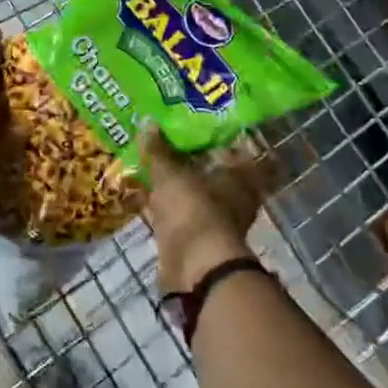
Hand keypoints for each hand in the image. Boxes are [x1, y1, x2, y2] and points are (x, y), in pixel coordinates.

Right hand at [140, 126, 280, 294]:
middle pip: (215, 171)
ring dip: (182, 186)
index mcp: (239, 174)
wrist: (196, 265)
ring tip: (156, 169)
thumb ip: (159, 150)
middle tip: (169, 146)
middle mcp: (236, 195)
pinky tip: (151, 197)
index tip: (197, 128)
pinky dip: (172, 207)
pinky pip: (185, 213)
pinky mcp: (201, 238)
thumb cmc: (192, 208)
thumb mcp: (169, 173)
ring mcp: (220, 219)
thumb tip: (148, 121)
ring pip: (199, 194)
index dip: (217, 138)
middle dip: (194, 161)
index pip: (234, 148)